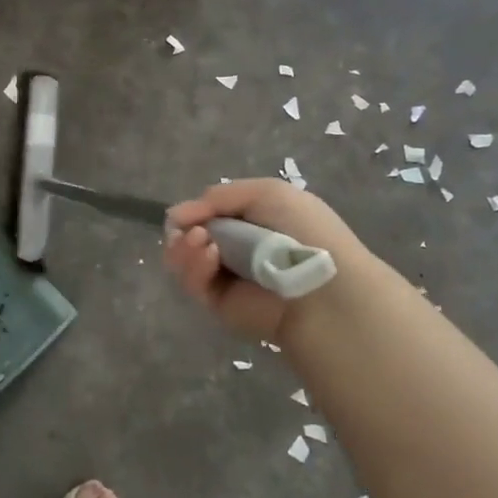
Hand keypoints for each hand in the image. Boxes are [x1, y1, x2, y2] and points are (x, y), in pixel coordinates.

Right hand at [164, 179, 365, 342]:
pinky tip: (209, 257)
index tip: (184, 213)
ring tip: (200, 241)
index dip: (194, 211)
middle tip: (192, 231)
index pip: (210, 214)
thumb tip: (177, 214)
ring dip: (185, 247)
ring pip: (185, 260)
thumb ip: (220, 196)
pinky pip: (194, 283)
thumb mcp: (267, 193)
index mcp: (254, 220)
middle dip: (184, 230)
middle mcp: (238, 248)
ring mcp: (227, 277)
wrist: (321, 286)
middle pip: (190, 236)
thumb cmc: (302, 231)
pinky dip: (195, 267)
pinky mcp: (220, 304)